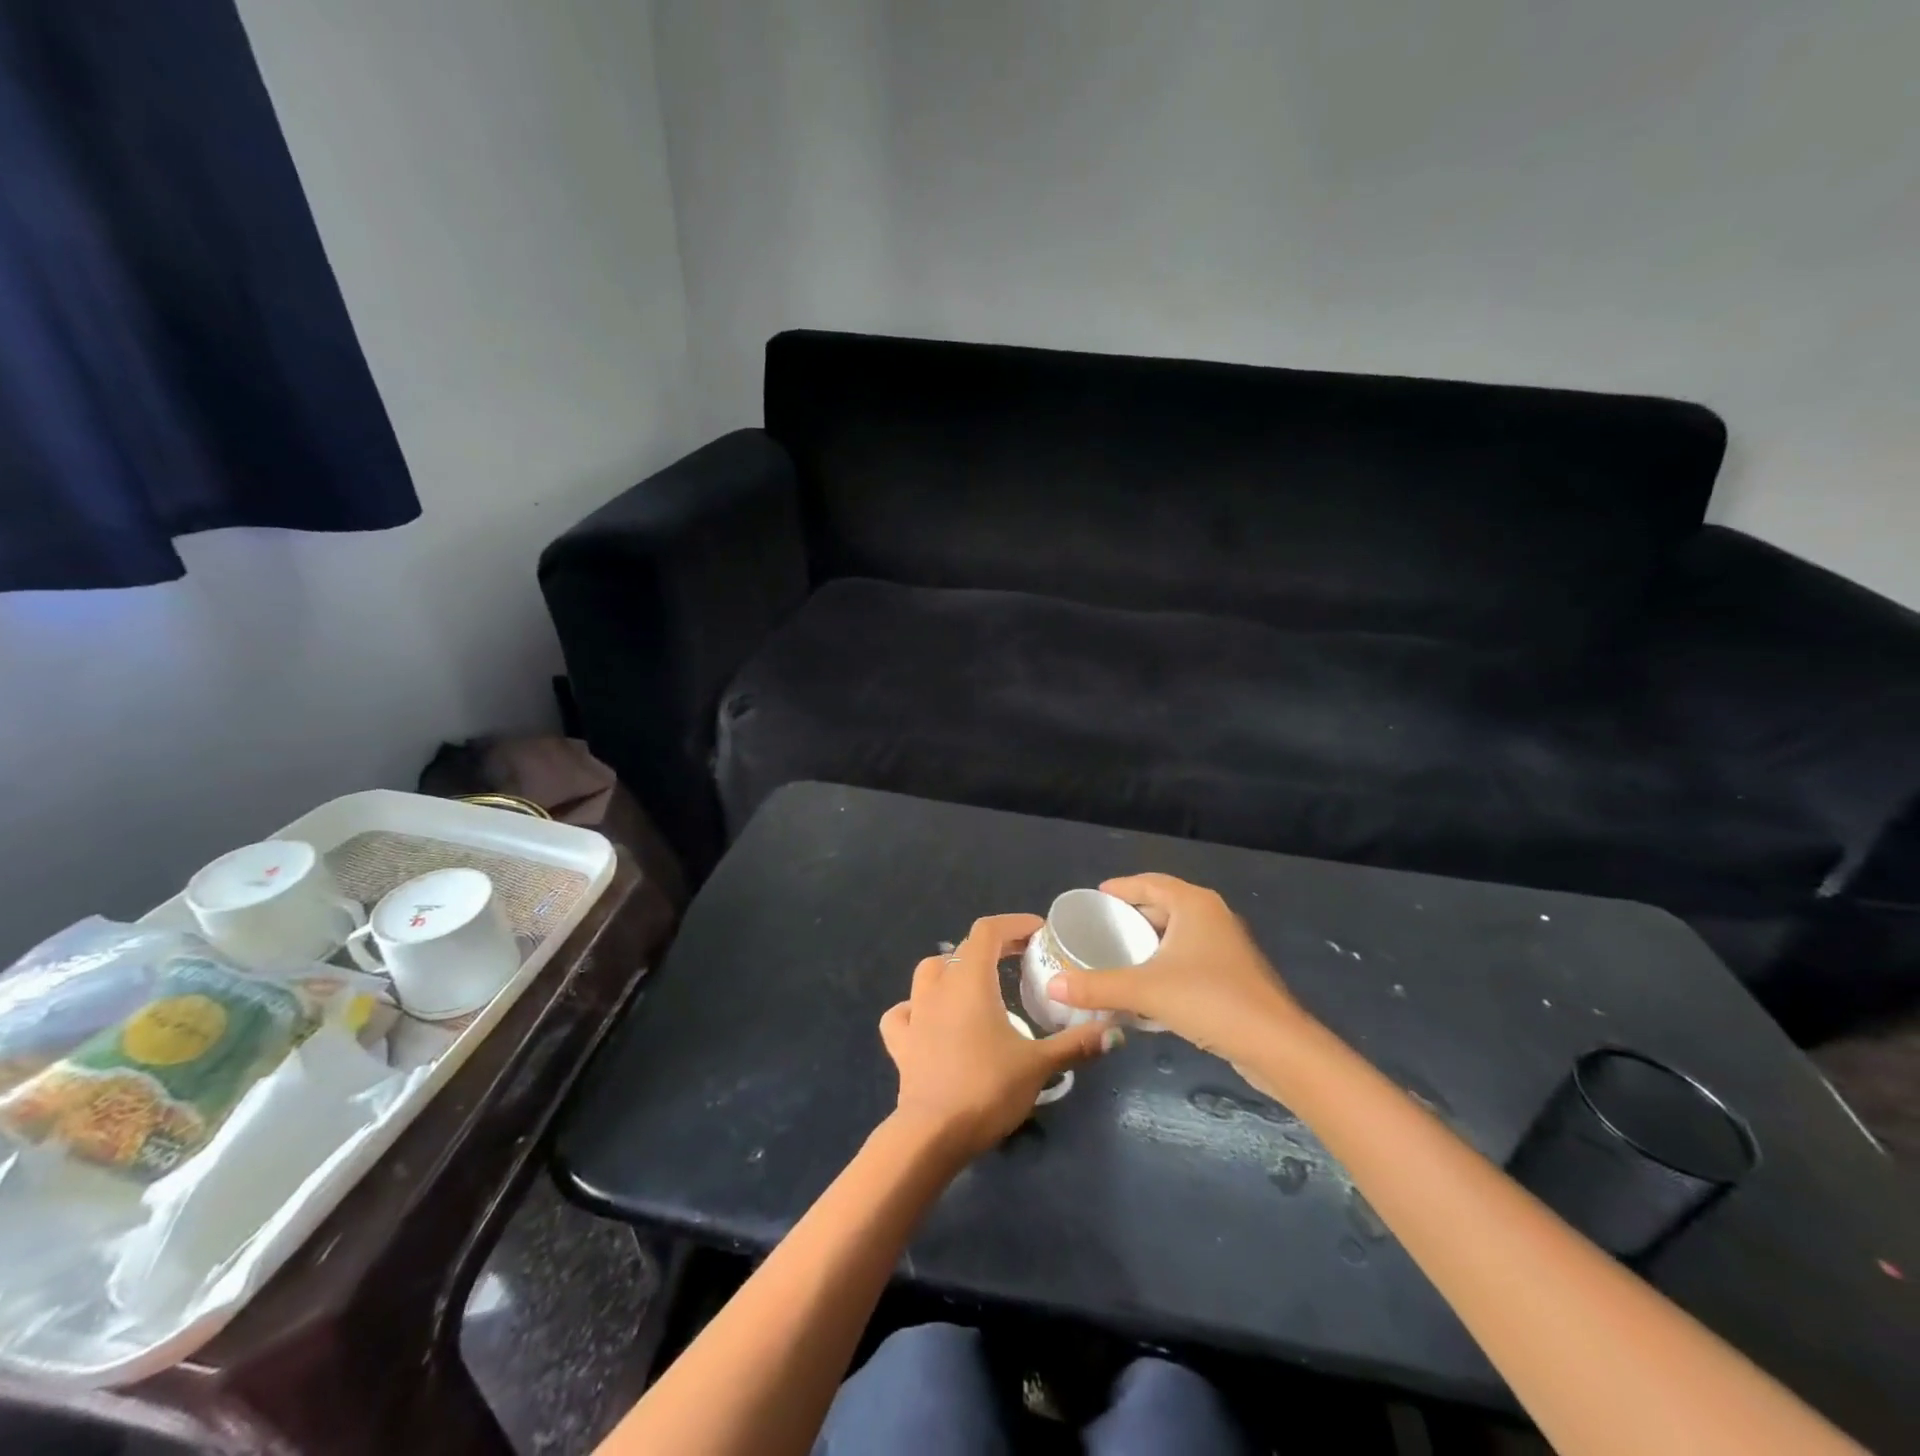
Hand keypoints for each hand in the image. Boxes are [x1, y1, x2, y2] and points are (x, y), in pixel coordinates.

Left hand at [880, 913, 1119, 1157]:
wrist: (933, 1133)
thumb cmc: (988, 1088)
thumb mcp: (1039, 1065)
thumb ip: (1076, 1044)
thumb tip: (1116, 1031)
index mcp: (970, 980)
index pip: (988, 931)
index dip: (1014, 924)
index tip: (1039, 933)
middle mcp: (939, 987)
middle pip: (962, 949)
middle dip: (992, 947)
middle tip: (1020, 959)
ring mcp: (915, 1013)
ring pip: (928, 973)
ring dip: (952, 970)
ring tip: (976, 985)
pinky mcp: (900, 1042)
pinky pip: (902, 1013)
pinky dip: (915, 1009)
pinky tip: (929, 1020)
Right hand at [1045, 874, 1306, 1062]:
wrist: (1277, 1047)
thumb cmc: (1211, 1000)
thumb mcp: (1147, 990)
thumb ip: (1098, 985)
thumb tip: (1053, 986)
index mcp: (1195, 905)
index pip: (1150, 882)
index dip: (1121, 887)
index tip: (1094, 897)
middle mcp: (1213, 917)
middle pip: (1164, 906)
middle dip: (1132, 915)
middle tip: (1098, 928)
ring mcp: (1226, 947)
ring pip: (1177, 934)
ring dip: (1148, 942)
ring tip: (1114, 954)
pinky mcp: (1233, 975)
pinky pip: (1188, 958)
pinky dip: (1164, 963)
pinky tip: (1144, 985)